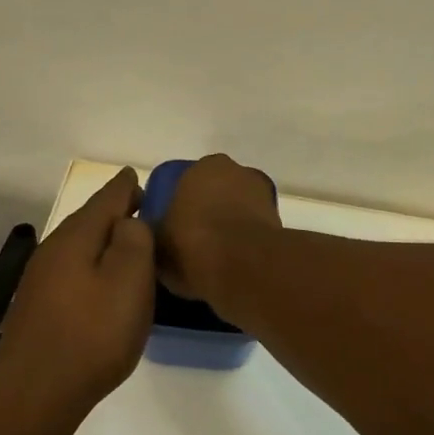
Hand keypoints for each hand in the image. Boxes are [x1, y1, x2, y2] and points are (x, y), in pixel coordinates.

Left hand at [0, 168, 154, 433]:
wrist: (33, 396)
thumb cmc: (91, 335)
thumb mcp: (129, 281)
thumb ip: (135, 240)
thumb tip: (131, 220)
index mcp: (77, 236)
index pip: (108, 197)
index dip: (128, 186)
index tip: (141, 176)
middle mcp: (55, 249)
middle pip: (91, 219)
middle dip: (116, 211)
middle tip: (144, 207)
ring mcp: (42, 279)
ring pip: (81, 246)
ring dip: (105, 240)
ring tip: (132, 244)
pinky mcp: (39, 307)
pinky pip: (75, 270)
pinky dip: (94, 265)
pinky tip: (105, 282)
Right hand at [152, 154, 280, 301]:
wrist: (243, 267)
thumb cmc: (191, 244)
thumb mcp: (155, 241)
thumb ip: (155, 231)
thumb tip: (153, 232)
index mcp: (202, 167)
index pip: (189, 181)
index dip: (182, 204)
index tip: (176, 228)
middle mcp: (236, 171)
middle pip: (218, 192)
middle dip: (209, 211)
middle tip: (195, 242)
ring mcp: (262, 194)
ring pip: (239, 209)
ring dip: (231, 225)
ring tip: (216, 258)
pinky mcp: (279, 220)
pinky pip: (255, 229)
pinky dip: (247, 241)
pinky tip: (236, 263)